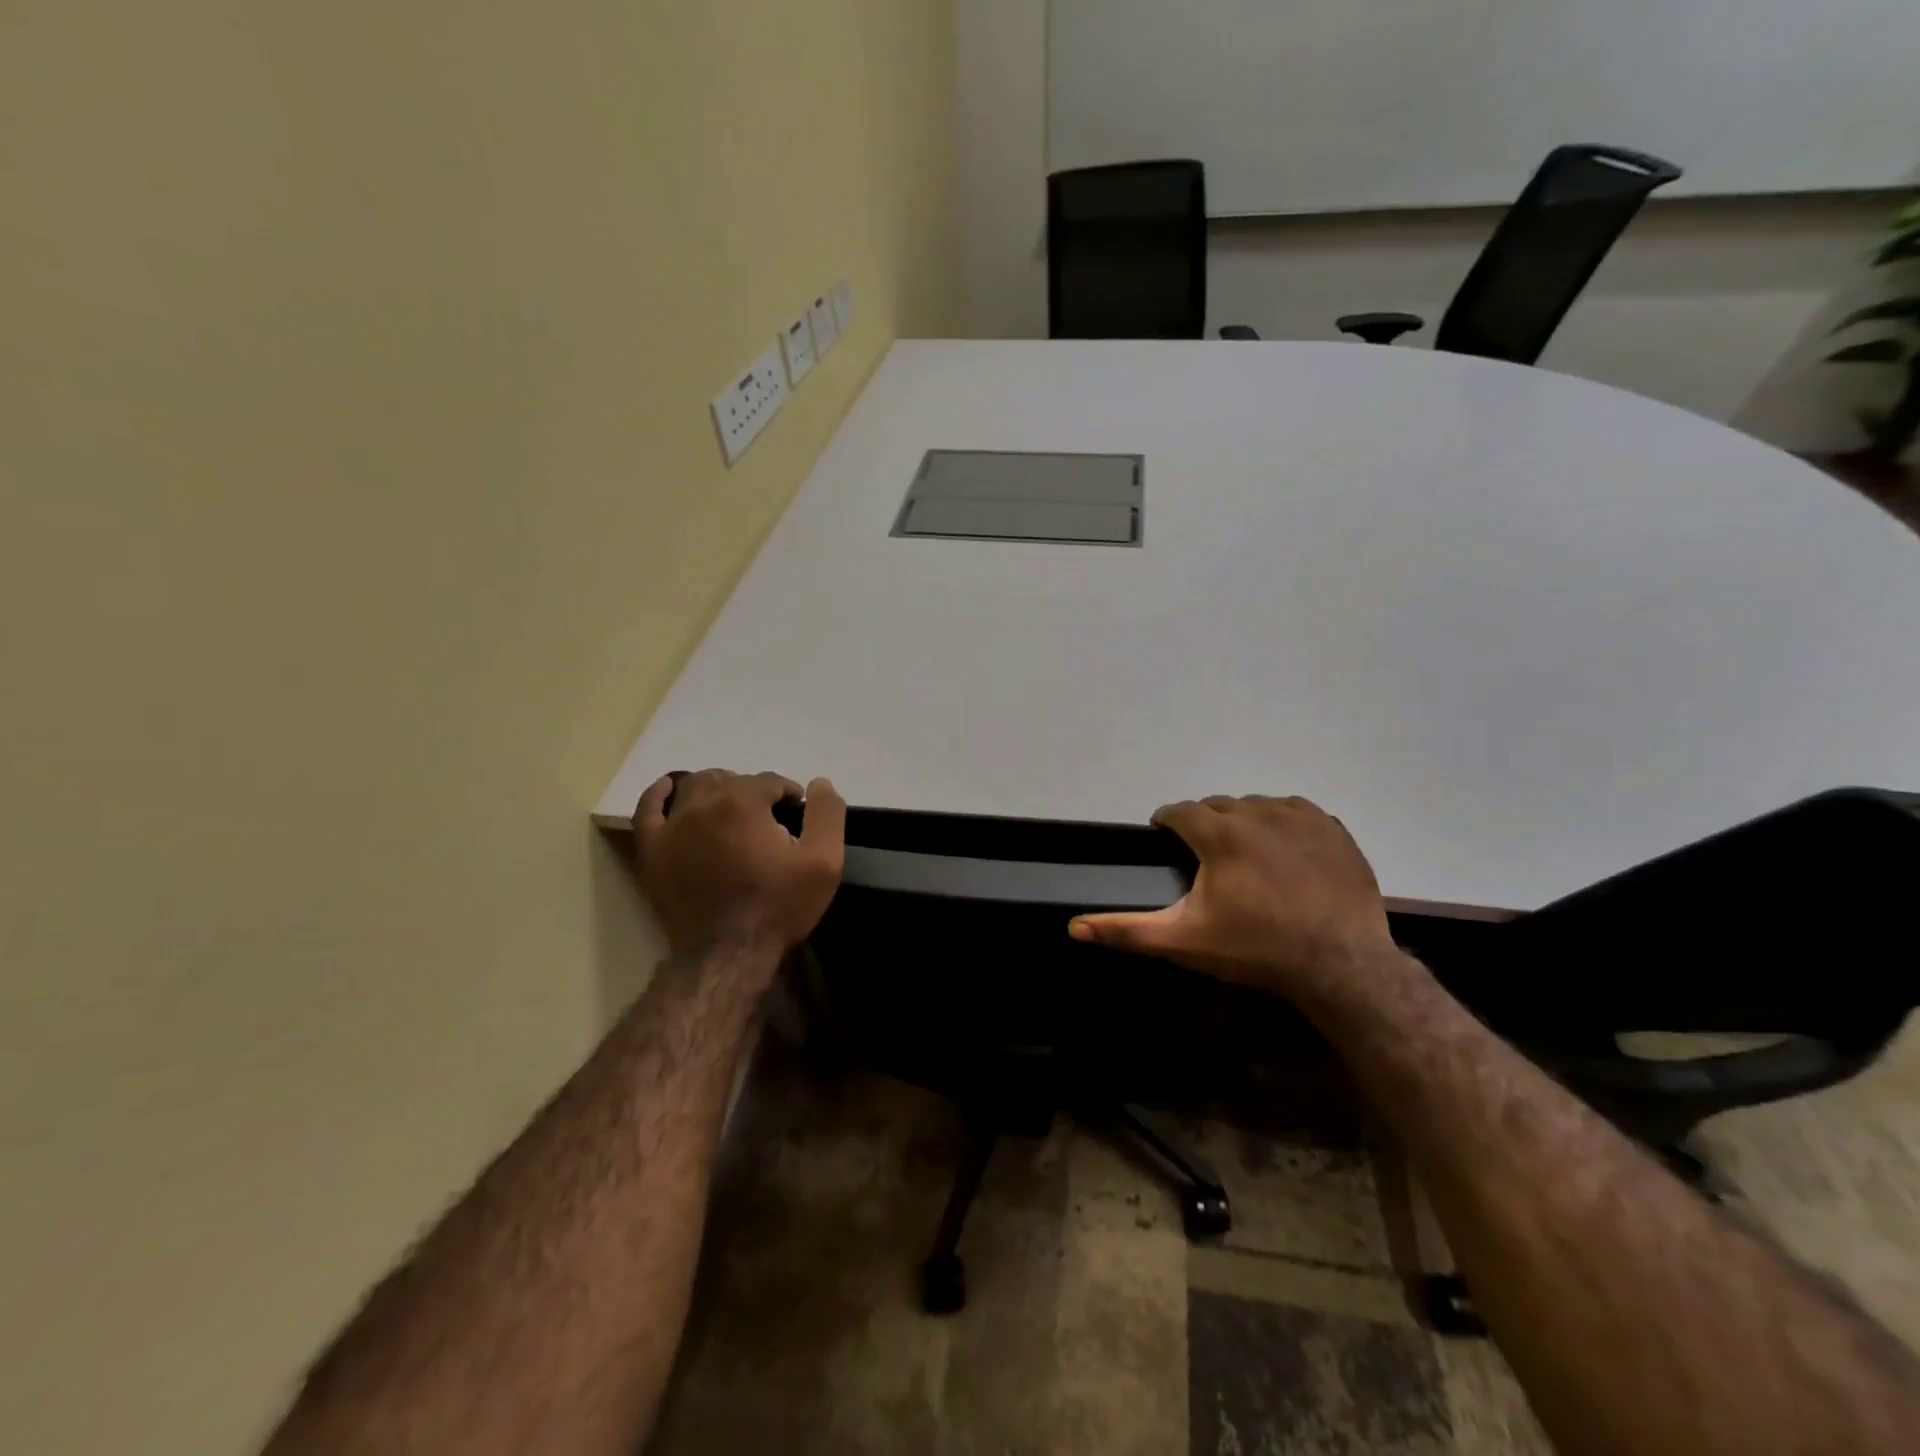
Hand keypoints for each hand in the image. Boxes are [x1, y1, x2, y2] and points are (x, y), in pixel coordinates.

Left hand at [633, 769, 845, 957]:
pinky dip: (658, 794)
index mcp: (744, 801)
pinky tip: (669, 790)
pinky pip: (648, 809)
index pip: (770, 781)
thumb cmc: (778, 906)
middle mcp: (703, 803)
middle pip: (731, 779)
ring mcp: (672, 825)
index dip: (788, 795)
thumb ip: (827, 814)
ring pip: (693, 787)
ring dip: (715, 789)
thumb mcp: (824, 862)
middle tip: (767, 820)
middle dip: (752, 792)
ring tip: (730, 810)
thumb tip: (819, 783)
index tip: (797, 815)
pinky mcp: (652, 849)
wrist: (728, 953)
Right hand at [1069, 795, 1396, 1001]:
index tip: (1164, 837)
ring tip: (1244, 855)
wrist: (1342, 965)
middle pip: (1217, 805)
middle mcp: (1257, 813)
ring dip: (1242, 821)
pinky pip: (1296, 811)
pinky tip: (1284, 851)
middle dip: (1204, 823)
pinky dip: (1282, 823)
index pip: (1179, 811)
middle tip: (1204, 856)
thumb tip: (1073, 926)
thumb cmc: (1256, 949)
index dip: (1167, 822)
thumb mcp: (1184, 941)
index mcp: (1219, 833)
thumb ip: (1127, 930)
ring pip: (1256, 805)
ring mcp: (1300, 818)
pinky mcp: (1332, 829)